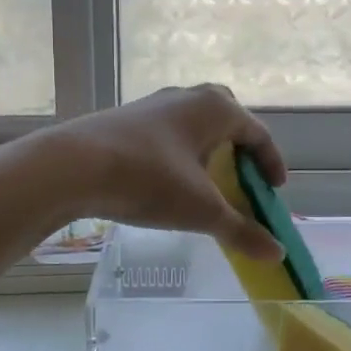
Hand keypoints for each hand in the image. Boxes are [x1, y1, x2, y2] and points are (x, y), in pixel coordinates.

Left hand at [43, 85, 288, 261]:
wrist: (73, 166)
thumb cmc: (149, 179)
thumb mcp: (201, 210)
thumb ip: (241, 230)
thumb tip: (277, 254)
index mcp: (216, 108)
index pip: (257, 133)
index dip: (271, 163)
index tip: (274, 191)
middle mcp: (188, 97)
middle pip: (227, 118)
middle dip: (240, 148)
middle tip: (243, 179)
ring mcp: (155, 105)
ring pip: (194, 124)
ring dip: (208, 150)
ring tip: (208, 183)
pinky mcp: (128, 119)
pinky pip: (169, 132)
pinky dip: (181, 153)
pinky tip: (169, 180)